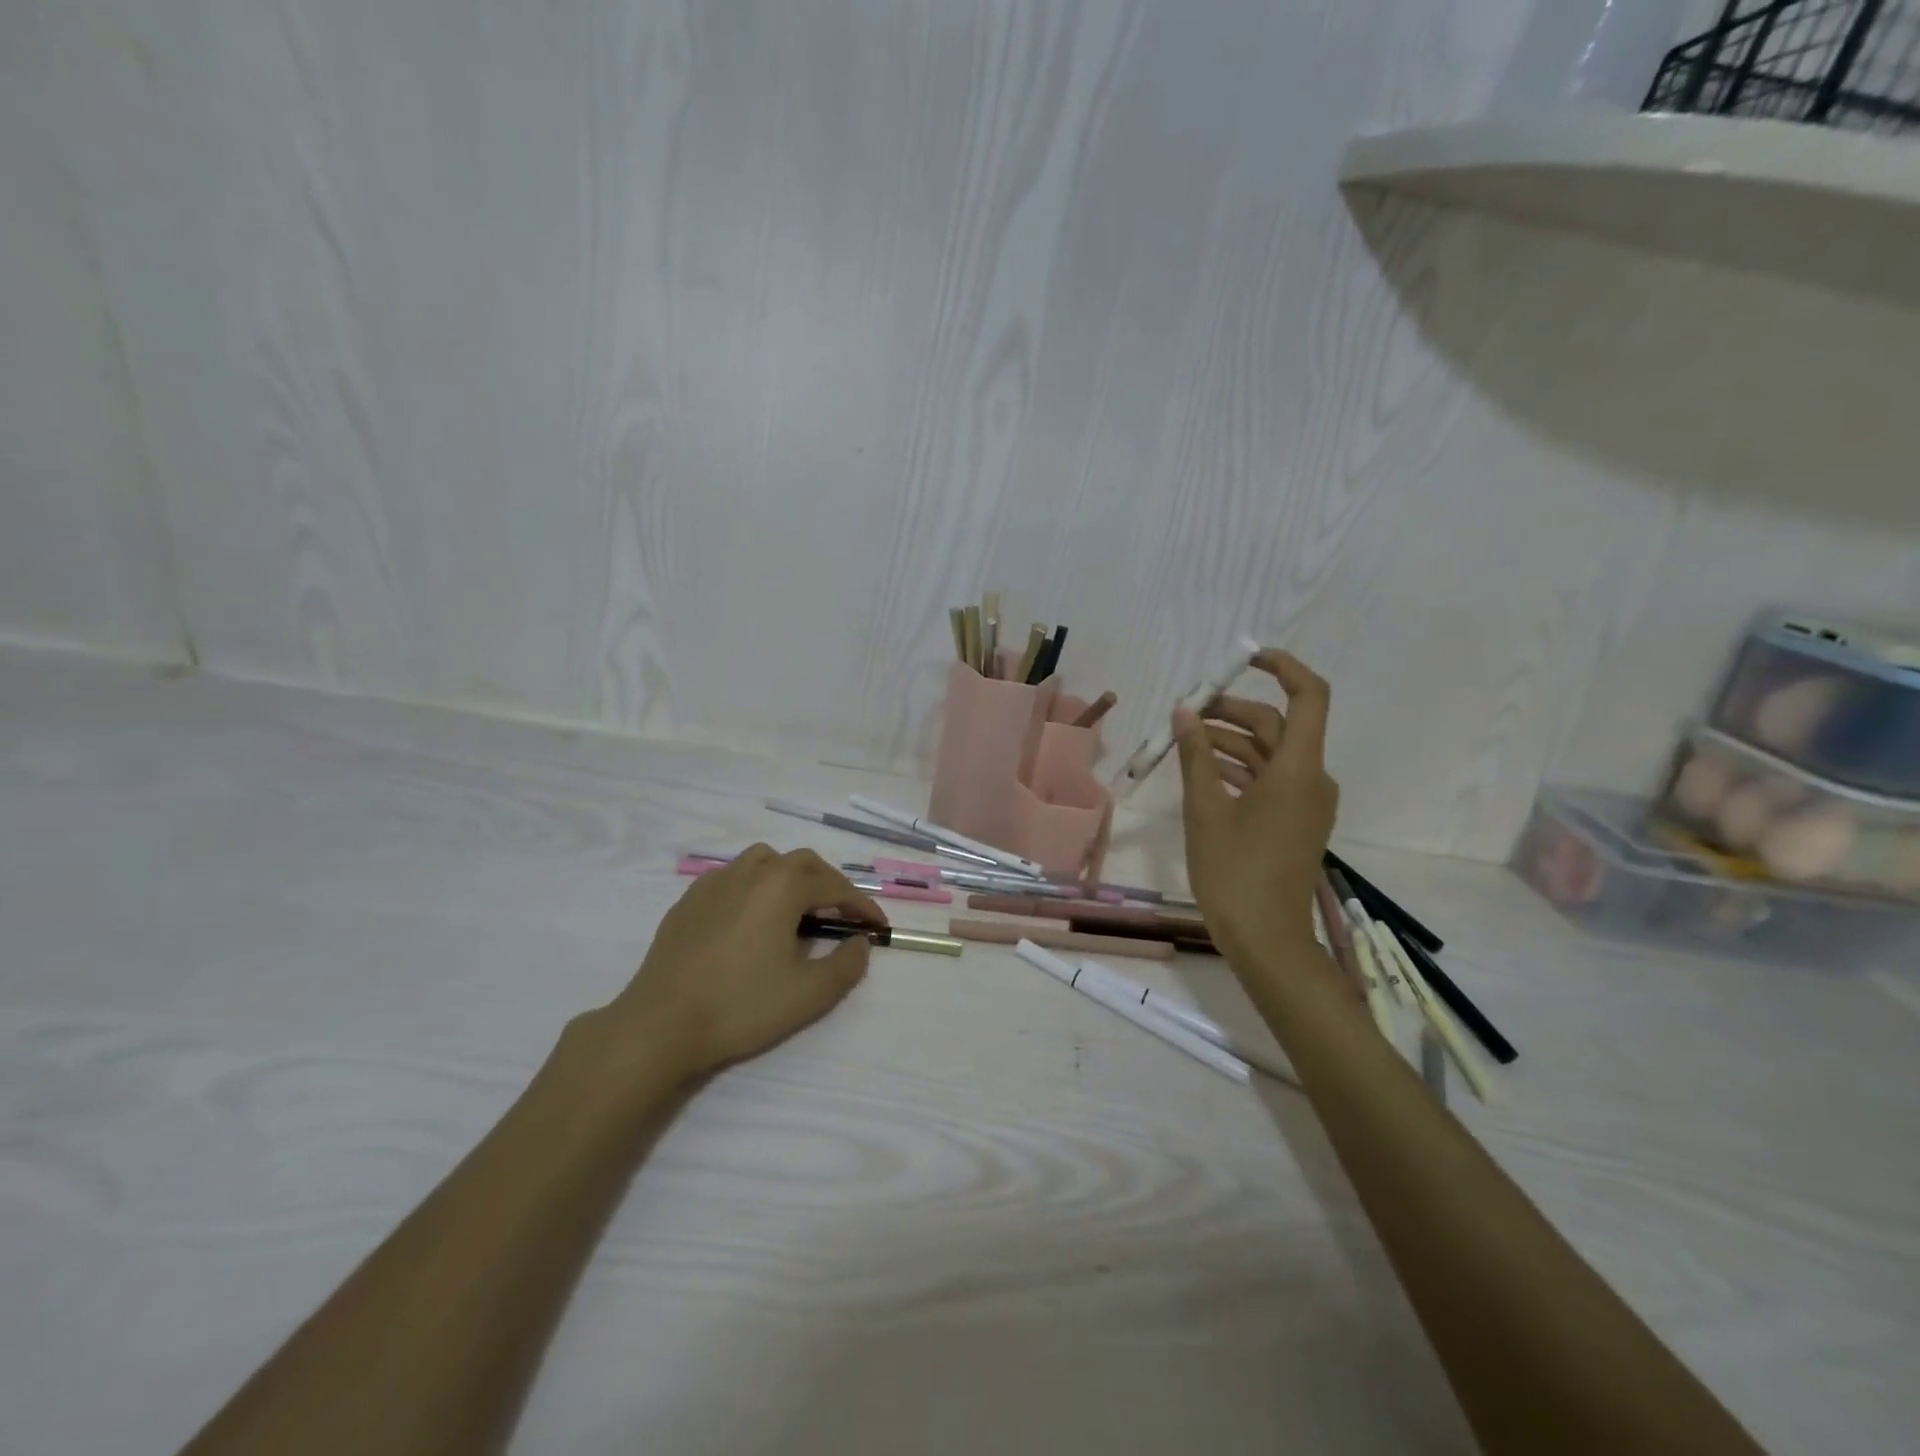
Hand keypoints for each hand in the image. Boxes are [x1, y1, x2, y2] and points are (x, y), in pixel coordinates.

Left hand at [593, 846, 887, 1085]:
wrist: (660, 1024)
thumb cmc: (741, 1005)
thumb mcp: (809, 994)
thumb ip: (846, 965)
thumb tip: (860, 943)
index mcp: (783, 886)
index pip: (835, 886)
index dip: (862, 905)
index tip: (878, 926)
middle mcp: (751, 872)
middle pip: (801, 863)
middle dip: (829, 884)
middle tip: (842, 914)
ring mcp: (715, 882)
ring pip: (764, 862)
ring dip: (790, 877)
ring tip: (797, 909)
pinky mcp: (689, 900)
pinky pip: (732, 878)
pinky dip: (754, 887)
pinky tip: (750, 918)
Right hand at [1173, 649, 1337, 958]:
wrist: (1266, 940)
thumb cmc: (1233, 872)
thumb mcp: (1205, 809)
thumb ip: (1195, 755)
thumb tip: (1185, 711)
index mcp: (1298, 770)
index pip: (1308, 697)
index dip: (1282, 668)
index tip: (1244, 659)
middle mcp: (1311, 778)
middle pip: (1277, 725)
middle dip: (1232, 711)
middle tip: (1186, 711)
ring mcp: (1306, 802)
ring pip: (1270, 753)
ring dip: (1230, 741)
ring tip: (1184, 741)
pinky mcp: (1295, 821)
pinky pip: (1270, 778)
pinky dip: (1238, 767)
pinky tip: (1202, 770)